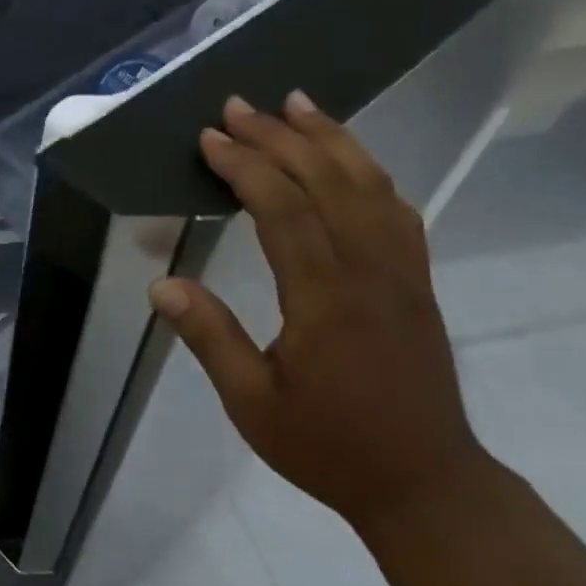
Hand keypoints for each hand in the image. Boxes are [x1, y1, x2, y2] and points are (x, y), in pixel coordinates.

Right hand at [149, 91, 490, 529]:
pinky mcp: (417, 282)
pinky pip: (397, 211)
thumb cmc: (328, 446)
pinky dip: (369, 172)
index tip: (210, 139)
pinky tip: (350, 162)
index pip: (283, 209)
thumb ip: (210, 337)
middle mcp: (370, 271)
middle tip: (240, 105)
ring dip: (331, 138)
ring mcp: (402, 273)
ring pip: (370, 185)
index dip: (246, 167)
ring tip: (298, 104)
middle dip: (280, 137)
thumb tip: (162, 285)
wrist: (423, 481)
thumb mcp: (252, 403)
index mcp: (325, 298)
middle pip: (327, 181)